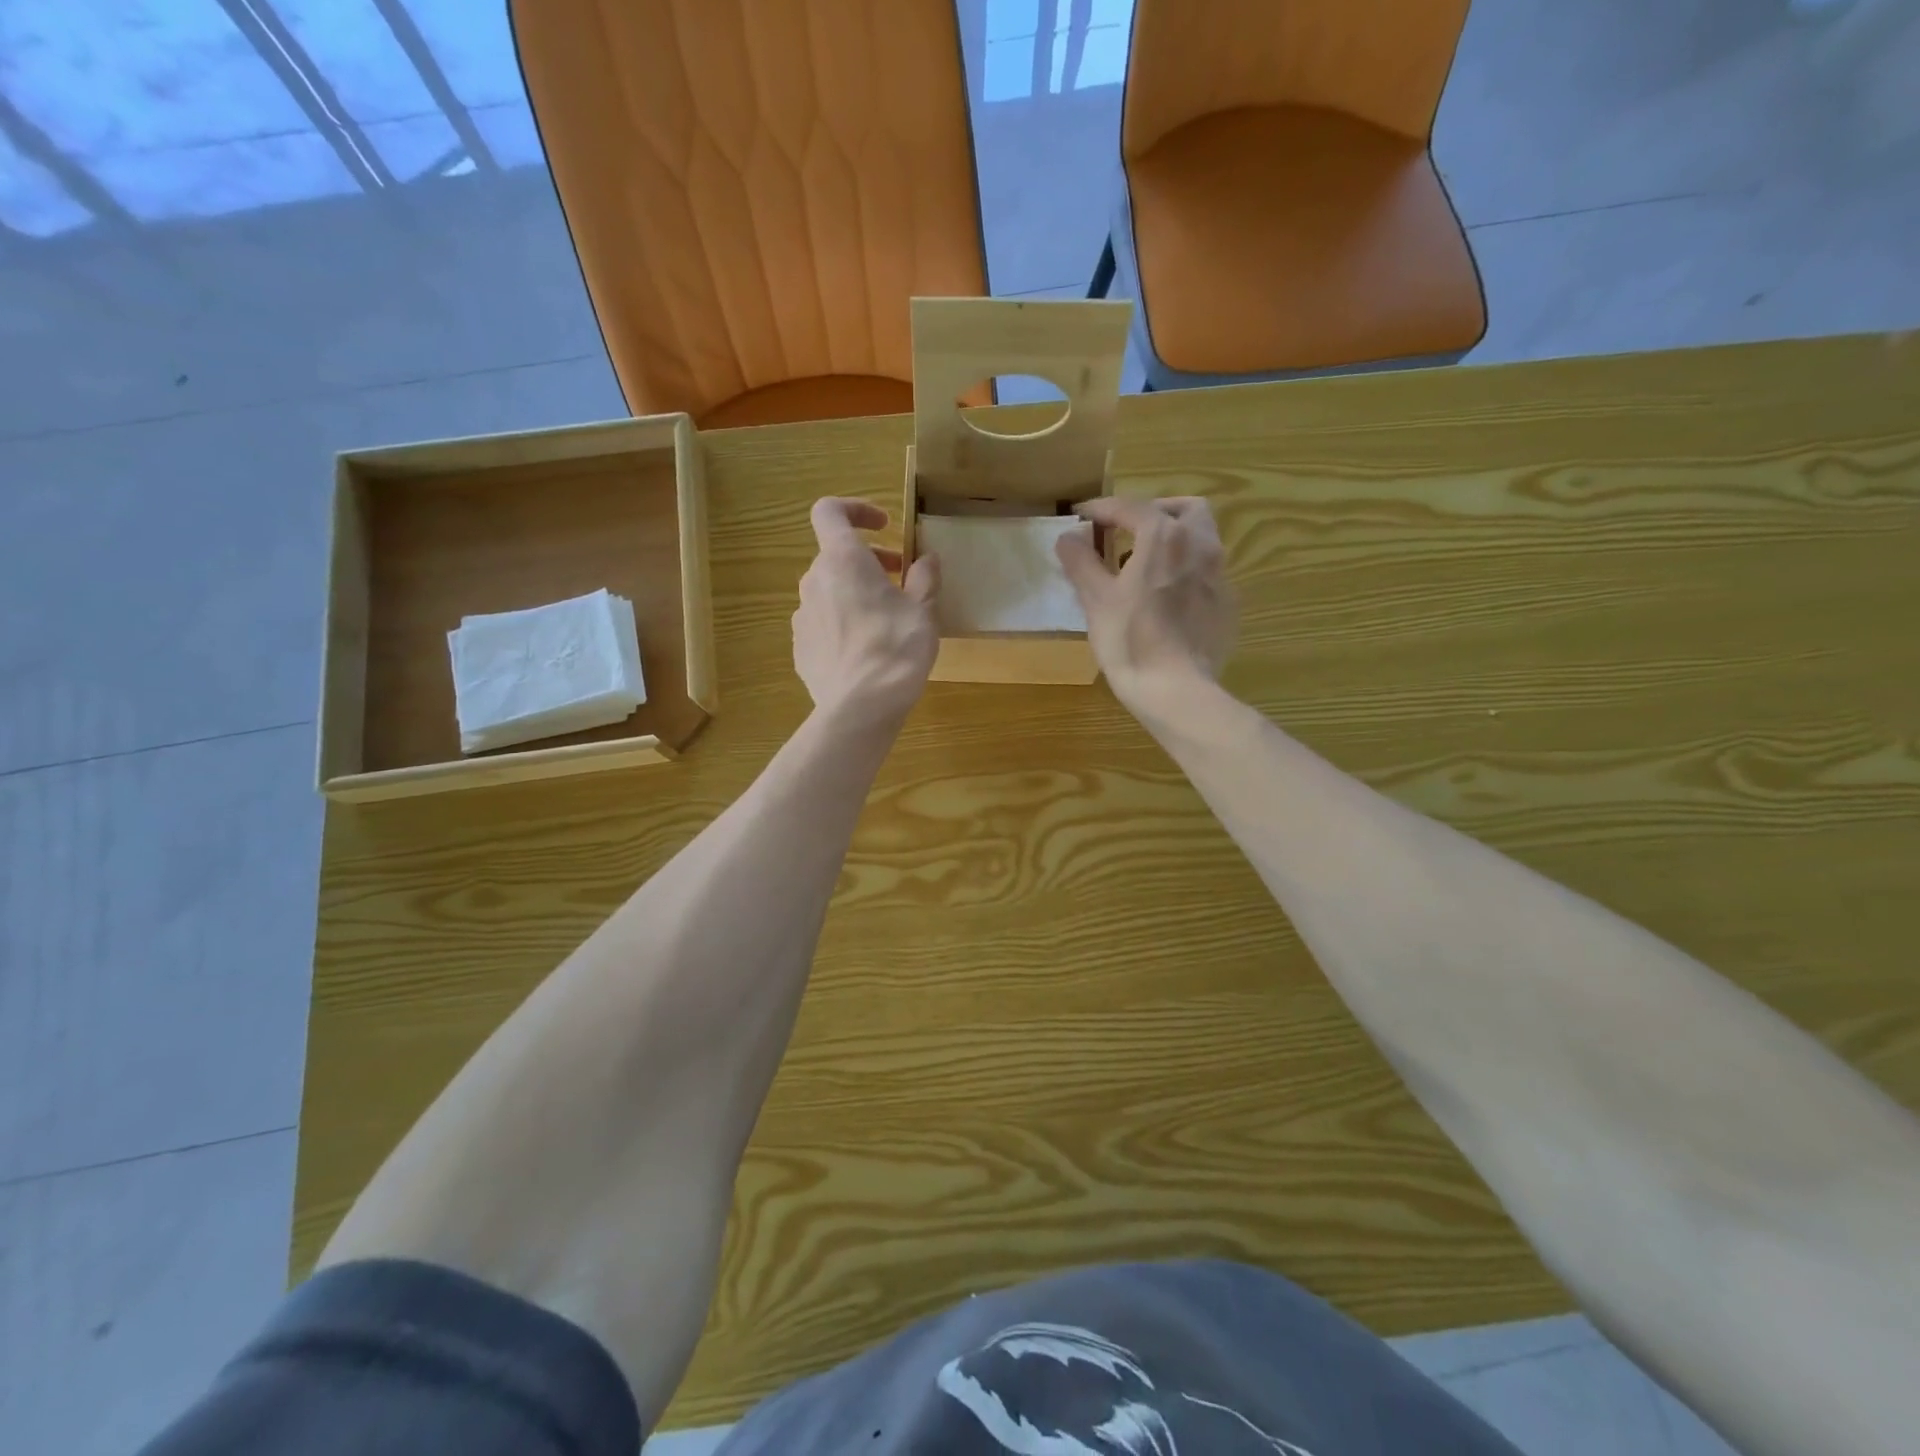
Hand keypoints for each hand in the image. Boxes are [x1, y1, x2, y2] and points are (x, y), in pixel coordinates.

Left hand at [793, 498, 939, 725]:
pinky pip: (822, 624)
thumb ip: (924, 579)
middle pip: (835, 556)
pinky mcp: (800, 648)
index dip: (855, 509)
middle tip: (900, 581)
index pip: (830, 511)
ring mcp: (802, 617)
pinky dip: (843, 624)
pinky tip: (866, 652)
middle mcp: (814, 581)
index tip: (884, 526)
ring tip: (886, 621)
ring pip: (829, 592)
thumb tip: (927, 561)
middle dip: (868, 562)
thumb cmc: (896, 649)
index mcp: (843, 560)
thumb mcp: (923, 611)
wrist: (860, 707)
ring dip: (855, 594)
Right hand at [1056, 496, 1235, 718]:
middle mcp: (1200, 545)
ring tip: (1146, 564)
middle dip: (1154, 512)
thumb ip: (1081, 562)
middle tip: (1127, 531)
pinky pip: (1208, 572)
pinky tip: (1167, 596)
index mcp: (1164, 537)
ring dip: (1174, 540)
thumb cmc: (1130, 641)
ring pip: (1202, 539)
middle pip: (1184, 509)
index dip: (1102, 508)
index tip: (1082, 516)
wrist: (1177, 690)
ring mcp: (1220, 575)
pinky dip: (1186, 570)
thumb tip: (1068, 537)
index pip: (1131, 507)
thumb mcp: (1096, 600)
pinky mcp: (1228, 604)